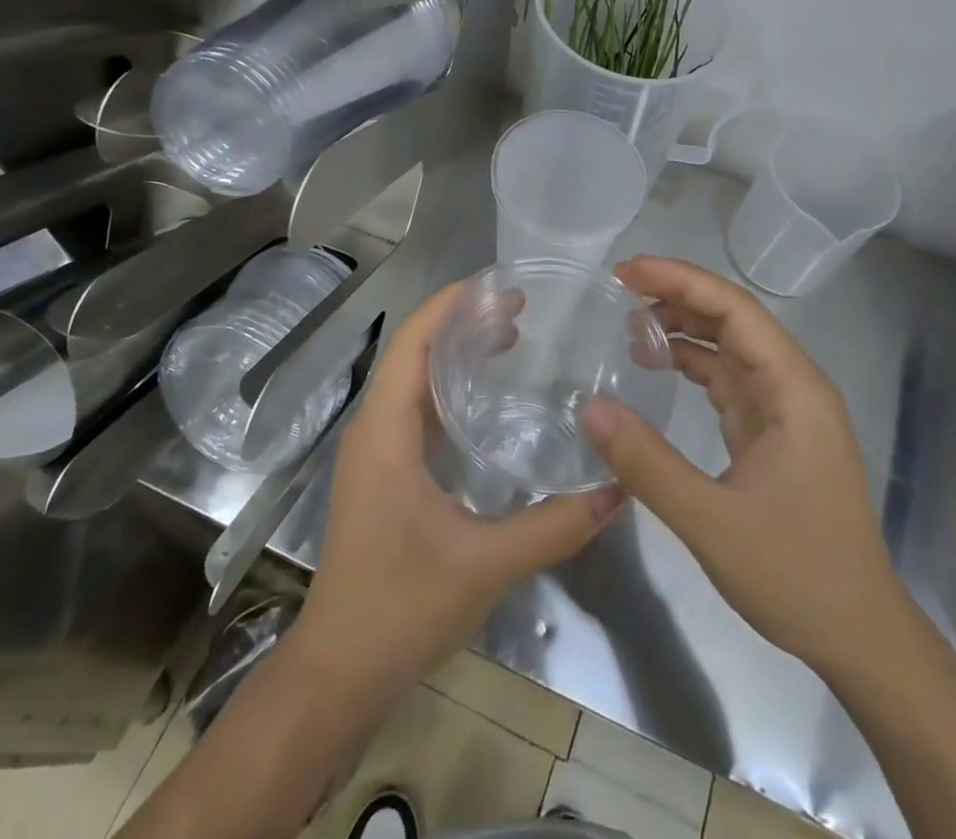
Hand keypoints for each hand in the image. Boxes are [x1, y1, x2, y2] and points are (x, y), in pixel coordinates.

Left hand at [292, 279, 622, 698]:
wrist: (338, 671)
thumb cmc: (400, 606)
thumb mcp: (485, 564)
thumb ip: (554, 527)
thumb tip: (617, 489)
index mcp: (385, 429)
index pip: (413, 340)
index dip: (451, 303)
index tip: (499, 285)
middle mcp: (375, 428)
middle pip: (414, 351)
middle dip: (461, 321)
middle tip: (519, 309)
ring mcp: (376, 452)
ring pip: (414, 381)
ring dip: (455, 353)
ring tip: (510, 338)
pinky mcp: (384, 474)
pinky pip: (416, 411)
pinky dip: (450, 390)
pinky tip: (487, 401)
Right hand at [582, 257, 903, 679]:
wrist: (860, 638)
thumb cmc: (798, 575)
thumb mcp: (713, 523)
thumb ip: (648, 464)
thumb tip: (589, 408)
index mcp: (794, 390)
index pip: (735, 310)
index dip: (681, 281)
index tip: (627, 271)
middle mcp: (793, 387)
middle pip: (733, 319)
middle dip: (677, 295)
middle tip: (618, 287)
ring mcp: (785, 410)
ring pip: (730, 346)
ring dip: (683, 327)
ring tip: (629, 323)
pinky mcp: (772, 432)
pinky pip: (727, 379)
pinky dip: (691, 363)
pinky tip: (656, 365)